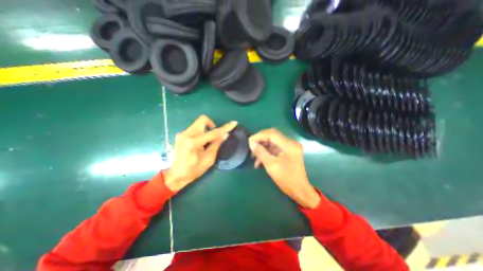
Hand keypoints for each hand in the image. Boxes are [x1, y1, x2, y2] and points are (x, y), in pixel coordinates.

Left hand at [164, 115, 236, 191]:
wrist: (175, 175)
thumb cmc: (193, 170)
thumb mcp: (208, 159)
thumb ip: (216, 144)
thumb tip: (225, 134)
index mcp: (193, 142)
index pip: (213, 132)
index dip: (225, 128)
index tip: (233, 123)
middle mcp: (186, 134)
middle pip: (203, 120)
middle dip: (212, 125)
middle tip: (215, 136)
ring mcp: (182, 133)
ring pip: (198, 123)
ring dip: (206, 129)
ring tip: (207, 142)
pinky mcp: (180, 135)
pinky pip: (194, 128)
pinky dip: (201, 132)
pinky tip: (200, 143)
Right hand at [249, 129, 319, 209]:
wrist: (299, 190)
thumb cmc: (286, 179)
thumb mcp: (271, 165)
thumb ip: (260, 152)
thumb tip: (251, 143)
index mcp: (288, 145)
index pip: (271, 134)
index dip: (259, 136)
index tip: (249, 141)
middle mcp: (290, 143)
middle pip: (272, 136)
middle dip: (260, 141)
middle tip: (251, 146)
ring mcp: (289, 147)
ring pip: (272, 142)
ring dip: (263, 148)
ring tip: (254, 156)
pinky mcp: (288, 152)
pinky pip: (275, 148)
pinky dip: (267, 152)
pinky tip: (260, 161)